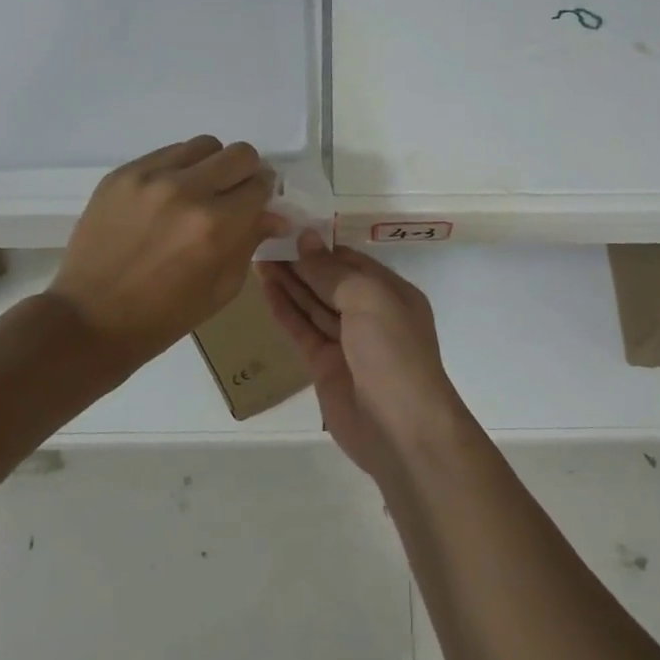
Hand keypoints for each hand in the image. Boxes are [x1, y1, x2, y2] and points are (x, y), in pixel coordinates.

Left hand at [50, 136, 288, 365]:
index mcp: (215, 226)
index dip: (263, 195)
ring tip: (197, 194)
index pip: (260, 185)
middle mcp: (185, 191)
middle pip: (239, 154)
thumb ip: (250, 242)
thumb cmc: (164, 316)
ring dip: (211, 166)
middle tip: (232, 197)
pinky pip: (166, 153)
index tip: (256, 205)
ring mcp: (149, 177)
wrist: (90, 319)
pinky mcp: (121, 174)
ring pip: (203, 145)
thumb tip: (275, 215)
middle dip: (244, 174)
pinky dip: (177, 169)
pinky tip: (166, 198)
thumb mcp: (221, 288)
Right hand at [259, 233, 470, 478]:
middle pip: (330, 282)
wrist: (401, 429)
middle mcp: (371, 315)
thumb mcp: (368, 299)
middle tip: (264, 241)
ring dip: (289, 283)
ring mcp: (347, 343)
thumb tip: (305, 240)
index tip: (289, 230)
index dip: (322, 247)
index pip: (352, 262)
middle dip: (301, 263)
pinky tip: (266, 289)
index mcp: (392, 294)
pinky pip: (302, 330)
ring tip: (258, 258)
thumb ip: (333, 271)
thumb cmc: (393, 352)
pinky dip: (285, 310)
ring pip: (313, 305)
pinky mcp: (324, 367)